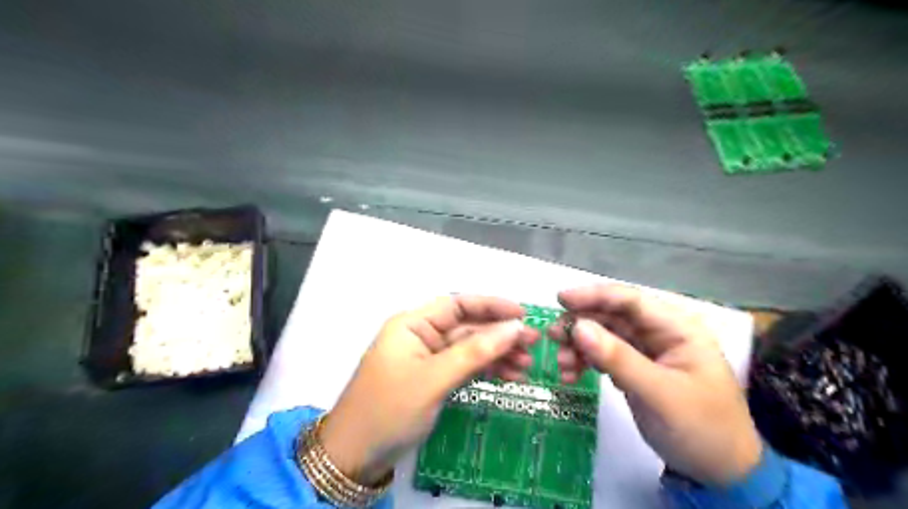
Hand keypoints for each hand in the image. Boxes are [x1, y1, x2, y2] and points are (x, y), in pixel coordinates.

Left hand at [317, 294, 533, 484]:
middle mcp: (421, 335)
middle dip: (500, 334)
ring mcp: (428, 359)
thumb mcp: (434, 379)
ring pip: (469, 348)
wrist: (355, 456)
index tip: (523, 314)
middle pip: (467, 327)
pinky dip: (486, 370)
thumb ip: (474, 352)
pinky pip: (465, 367)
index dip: (491, 306)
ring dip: (497, 354)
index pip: (457, 304)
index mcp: (412, 324)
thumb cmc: (389, 410)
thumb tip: (514, 328)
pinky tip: (510, 376)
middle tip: (534, 344)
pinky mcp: (433, 378)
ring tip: (527, 366)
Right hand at [549, 284, 760, 486]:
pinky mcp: (634, 368)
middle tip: (552, 336)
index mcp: (677, 328)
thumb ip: (618, 359)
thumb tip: (578, 327)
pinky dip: (584, 362)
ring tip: (562, 365)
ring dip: (579, 346)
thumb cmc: (701, 428)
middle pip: (612, 316)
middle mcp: (659, 332)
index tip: (561, 299)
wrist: (719, 472)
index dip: (594, 296)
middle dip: (581, 324)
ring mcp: (645, 351)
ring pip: (603, 335)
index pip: (631, 300)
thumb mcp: (660, 393)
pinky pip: (603, 355)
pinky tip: (570, 375)